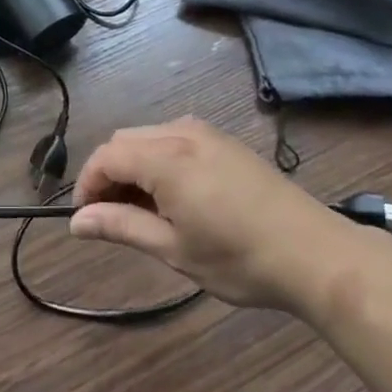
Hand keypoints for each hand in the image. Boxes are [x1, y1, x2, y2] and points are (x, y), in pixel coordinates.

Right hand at [70, 118, 376, 316]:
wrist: (316, 254)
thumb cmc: (239, 258)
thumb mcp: (174, 250)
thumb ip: (121, 227)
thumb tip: (76, 221)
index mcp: (165, 157)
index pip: (106, 156)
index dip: (87, 184)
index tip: (85, 219)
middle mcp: (182, 133)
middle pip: (124, 140)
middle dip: (109, 173)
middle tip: (112, 217)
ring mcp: (207, 133)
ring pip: (149, 137)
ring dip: (134, 166)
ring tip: (143, 210)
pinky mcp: (226, 142)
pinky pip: (175, 138)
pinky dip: (159, 160)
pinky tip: (175, 196)